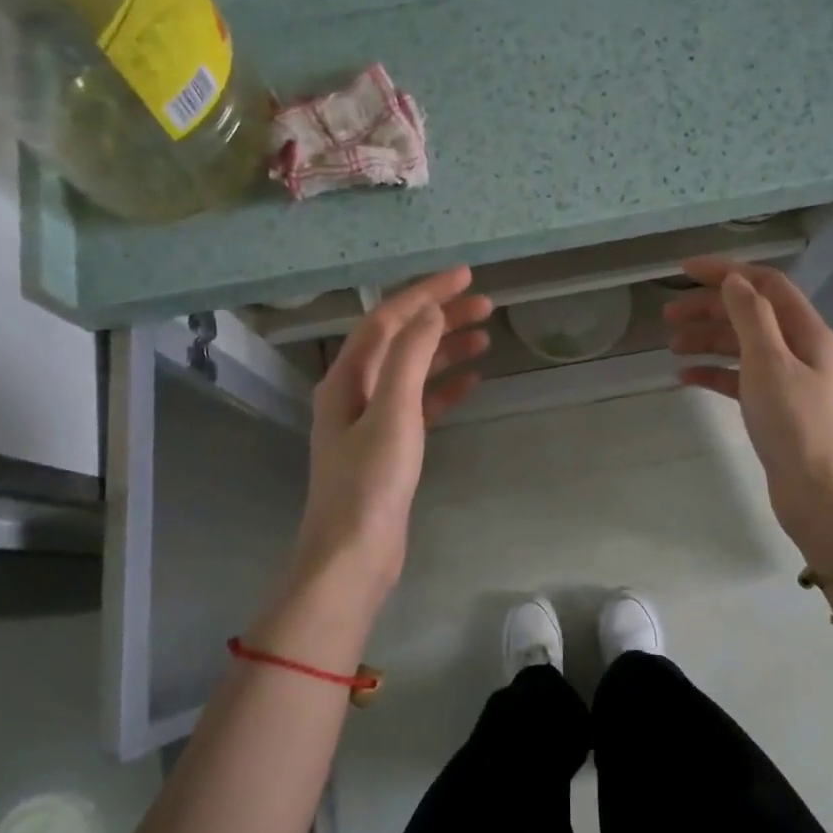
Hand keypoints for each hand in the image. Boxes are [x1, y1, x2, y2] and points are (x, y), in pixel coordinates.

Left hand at [291, 267, 491, 597]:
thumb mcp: (391, 413)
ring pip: (413, 370)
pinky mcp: (391, 446)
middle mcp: (355, 391)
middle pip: (401, 340)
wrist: (353, 555)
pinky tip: (472, 380)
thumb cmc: (369, 484)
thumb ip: (409, 358)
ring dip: (446, 350)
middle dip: (440, 318)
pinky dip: (445, 388)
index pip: (387, 320)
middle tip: (485, 304)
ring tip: (486, 335)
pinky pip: (420, 404)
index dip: (425, 294)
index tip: (465, 276)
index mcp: (347, 378)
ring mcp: (372, 420)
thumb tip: (430, 312)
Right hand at [665, 257, 832, 566]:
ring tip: (672, 346)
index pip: (766, 285)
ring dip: (708, 339)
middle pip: (751, 313)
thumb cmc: (795, 425)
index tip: (684, 271)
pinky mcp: (773, 407)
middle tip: (668, 315)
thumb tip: (734, 279)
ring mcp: (787, 379)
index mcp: (807, 332)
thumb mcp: (770, 364)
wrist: (820, 494)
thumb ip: (751, 317)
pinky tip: (686, 377)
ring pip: (742, 346)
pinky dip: (713, 372)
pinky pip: (738, 378)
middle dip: (710, 308)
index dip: (726, 272)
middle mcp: (800, 349)